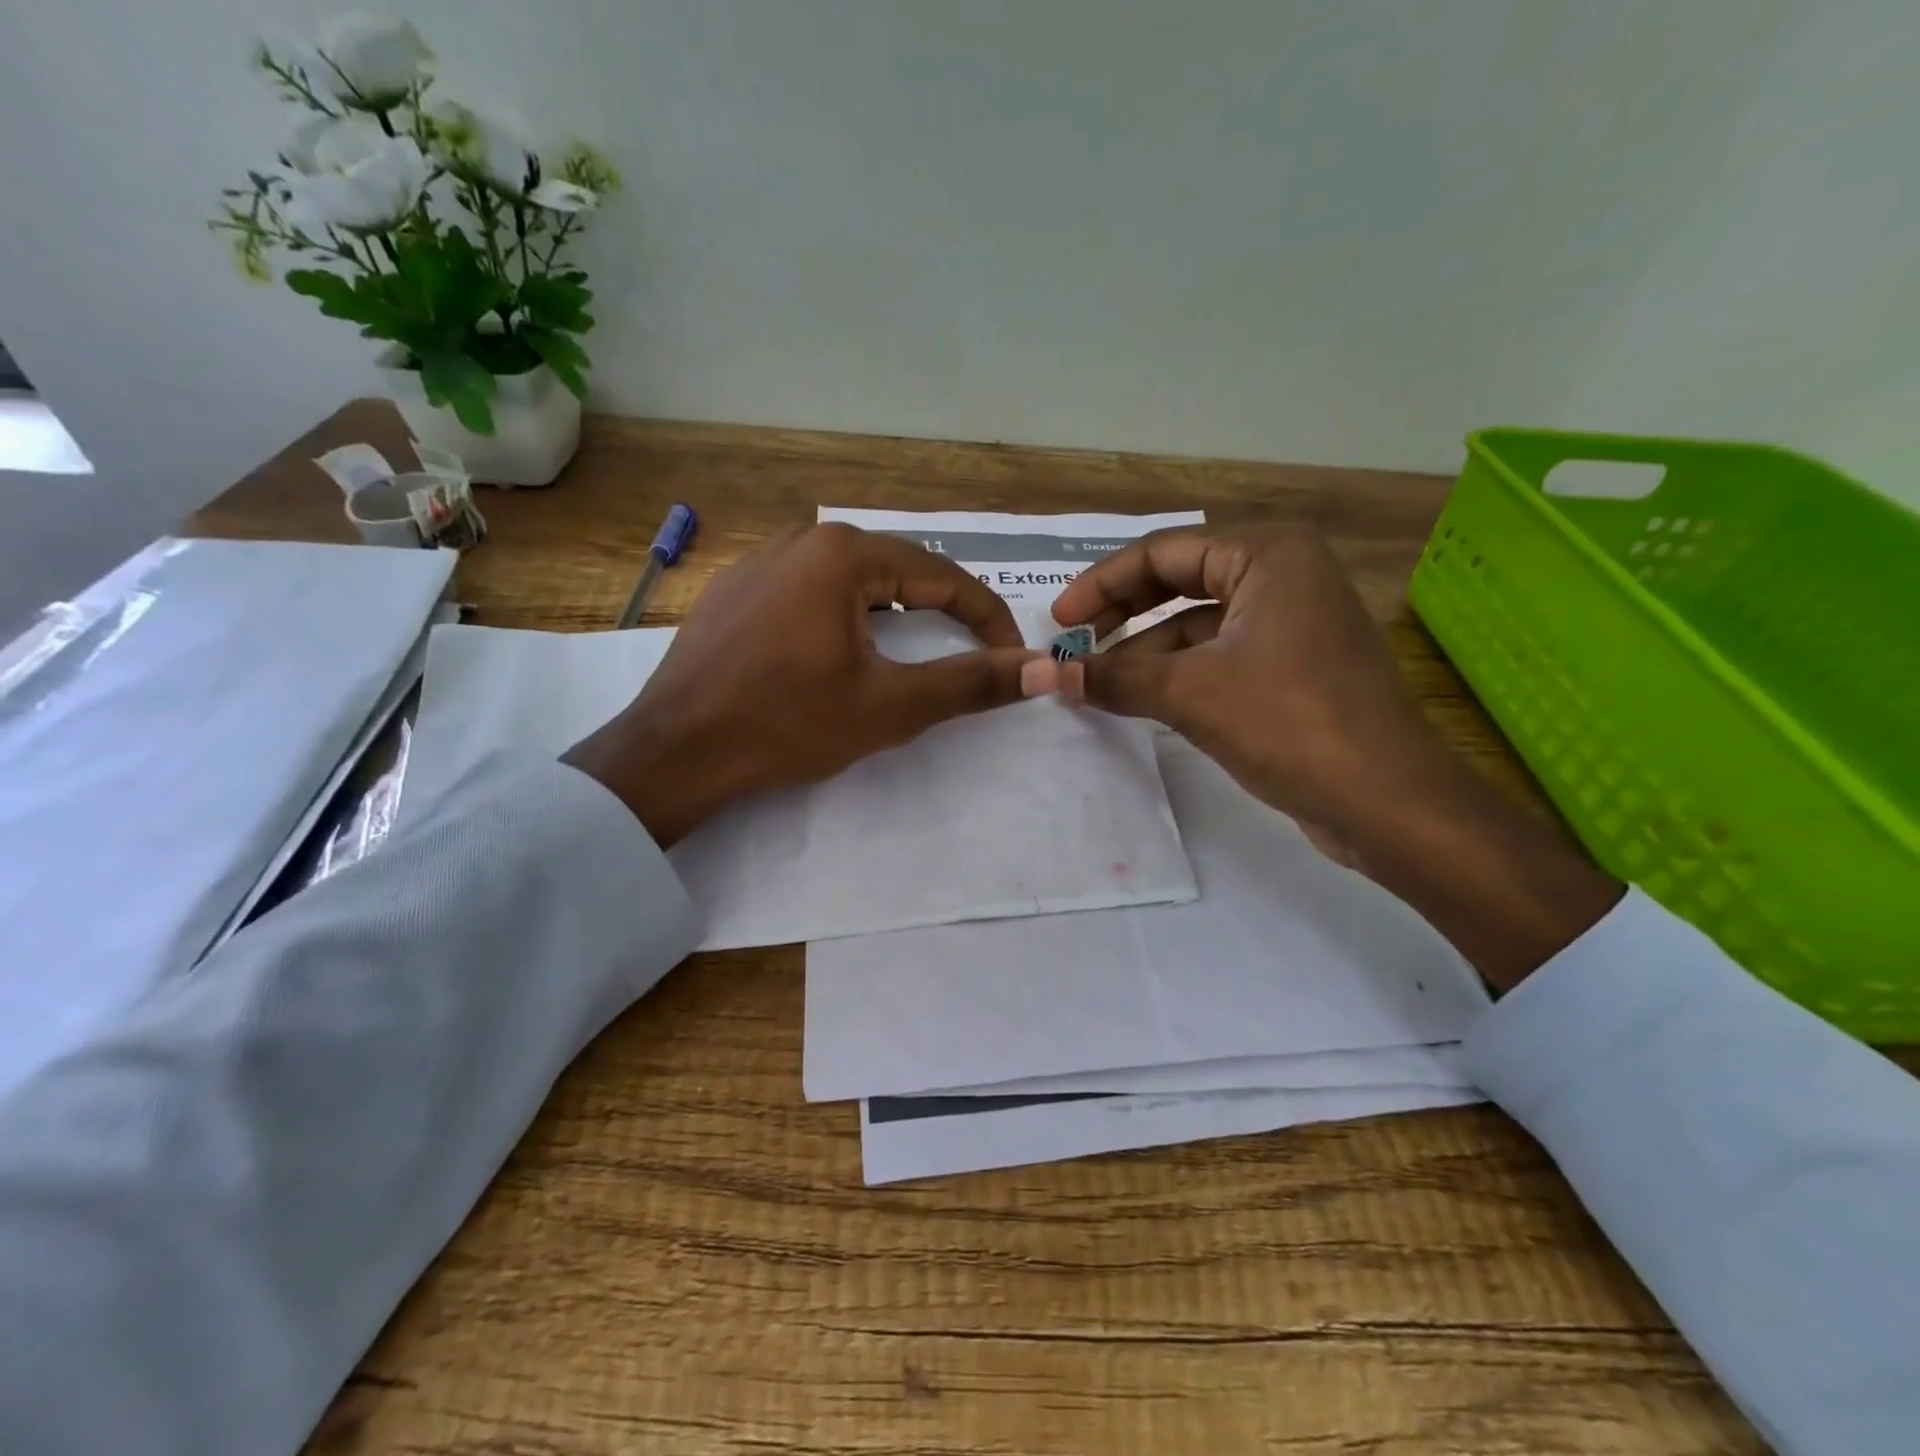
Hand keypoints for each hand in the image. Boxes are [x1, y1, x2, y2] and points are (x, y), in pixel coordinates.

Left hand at [564, 523, 1037, 846]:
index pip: (943, 576)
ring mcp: (760, 559)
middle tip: (968, 655)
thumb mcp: (890, 706)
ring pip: (853, 579)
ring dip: (894, 614)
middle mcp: (802, 538)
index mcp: (843, 553)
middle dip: (942, 613)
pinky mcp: (735, 589)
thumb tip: (1042, 668)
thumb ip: (971, 683)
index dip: (988, 617)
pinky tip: (838, 652)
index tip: (1012, 657)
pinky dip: (844, 616)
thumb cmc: (787, 724)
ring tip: (912, 654)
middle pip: (898, 570)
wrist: (675, 752)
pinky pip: (809, 590)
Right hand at [1032, 526, 1621, 988]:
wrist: (1387, 801)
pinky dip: (1177, 672)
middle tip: (1075, 646)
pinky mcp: (1295, 665)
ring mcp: (1293, 621)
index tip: (1060, 622)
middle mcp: (1285, 574)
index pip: (1163, 553)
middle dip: (1123, 612)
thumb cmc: (1290, 724)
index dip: (1102, 586)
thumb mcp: (1190, 694)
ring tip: (1098, 681)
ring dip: (1146, 649)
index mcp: (1269, 555)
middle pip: (1181, 580)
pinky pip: (1220, 653)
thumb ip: (1117, 678)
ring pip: (1198, 622)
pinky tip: (1141, 698)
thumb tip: (1054, 677)